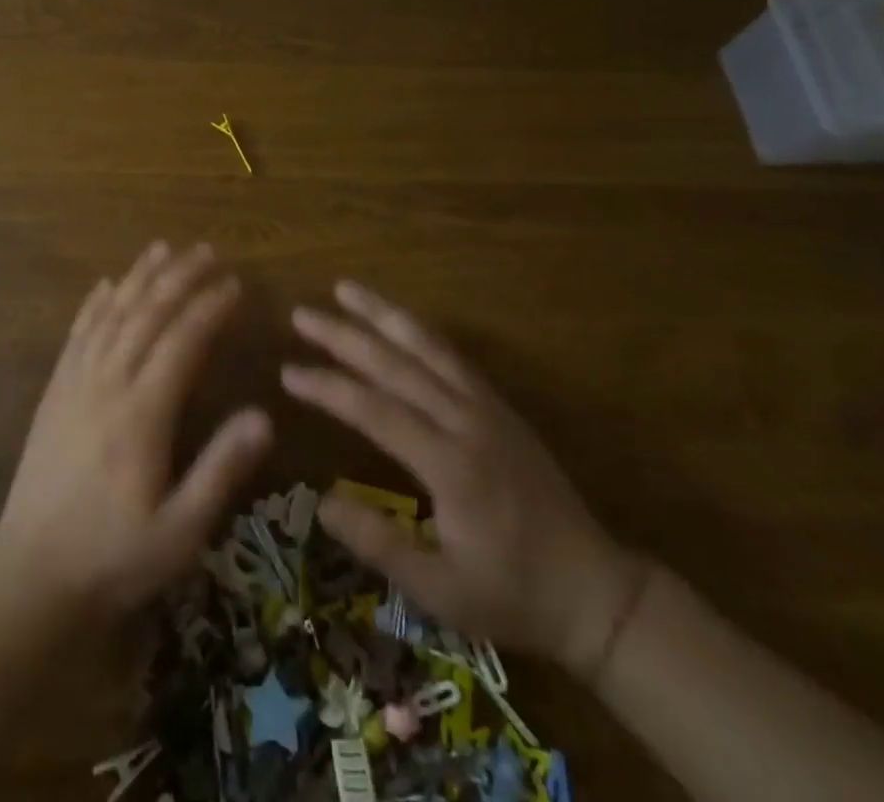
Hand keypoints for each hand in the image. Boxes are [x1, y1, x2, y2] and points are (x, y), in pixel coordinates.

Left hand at [0, 242, 272, 620]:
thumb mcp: (180, 531)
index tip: (234, 284)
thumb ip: (221, 469)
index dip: (209, 308)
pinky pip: (77, 335)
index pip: (182, 342)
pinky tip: (106, 285)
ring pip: (111, 315)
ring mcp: (75, 384)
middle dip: (178, 278)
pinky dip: (94, 305)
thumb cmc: (114, 557)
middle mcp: (107, 385)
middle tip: (205, 251)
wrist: (31, 575)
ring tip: (162, 249)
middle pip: (146, 315)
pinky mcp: (54, 392)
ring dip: (138, 278)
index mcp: (142, 414)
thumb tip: (264, 415)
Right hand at [283, 281, 646, 677]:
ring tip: (345, 288)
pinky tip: (395, 319)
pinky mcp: (499, 405)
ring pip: (427, 346)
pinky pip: (451, 355)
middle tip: (300, 315)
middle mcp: (467, 422)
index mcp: (451, 466)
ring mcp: (487, 407)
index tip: (288, 373)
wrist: (596, 591)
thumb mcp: (442, 591)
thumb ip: (380, 545)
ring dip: (383, 314)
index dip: (328, 388)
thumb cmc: (512, 594)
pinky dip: (417, 330)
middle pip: (396, 364)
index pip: (375, 410)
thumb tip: (322, 503)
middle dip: (344, 336)